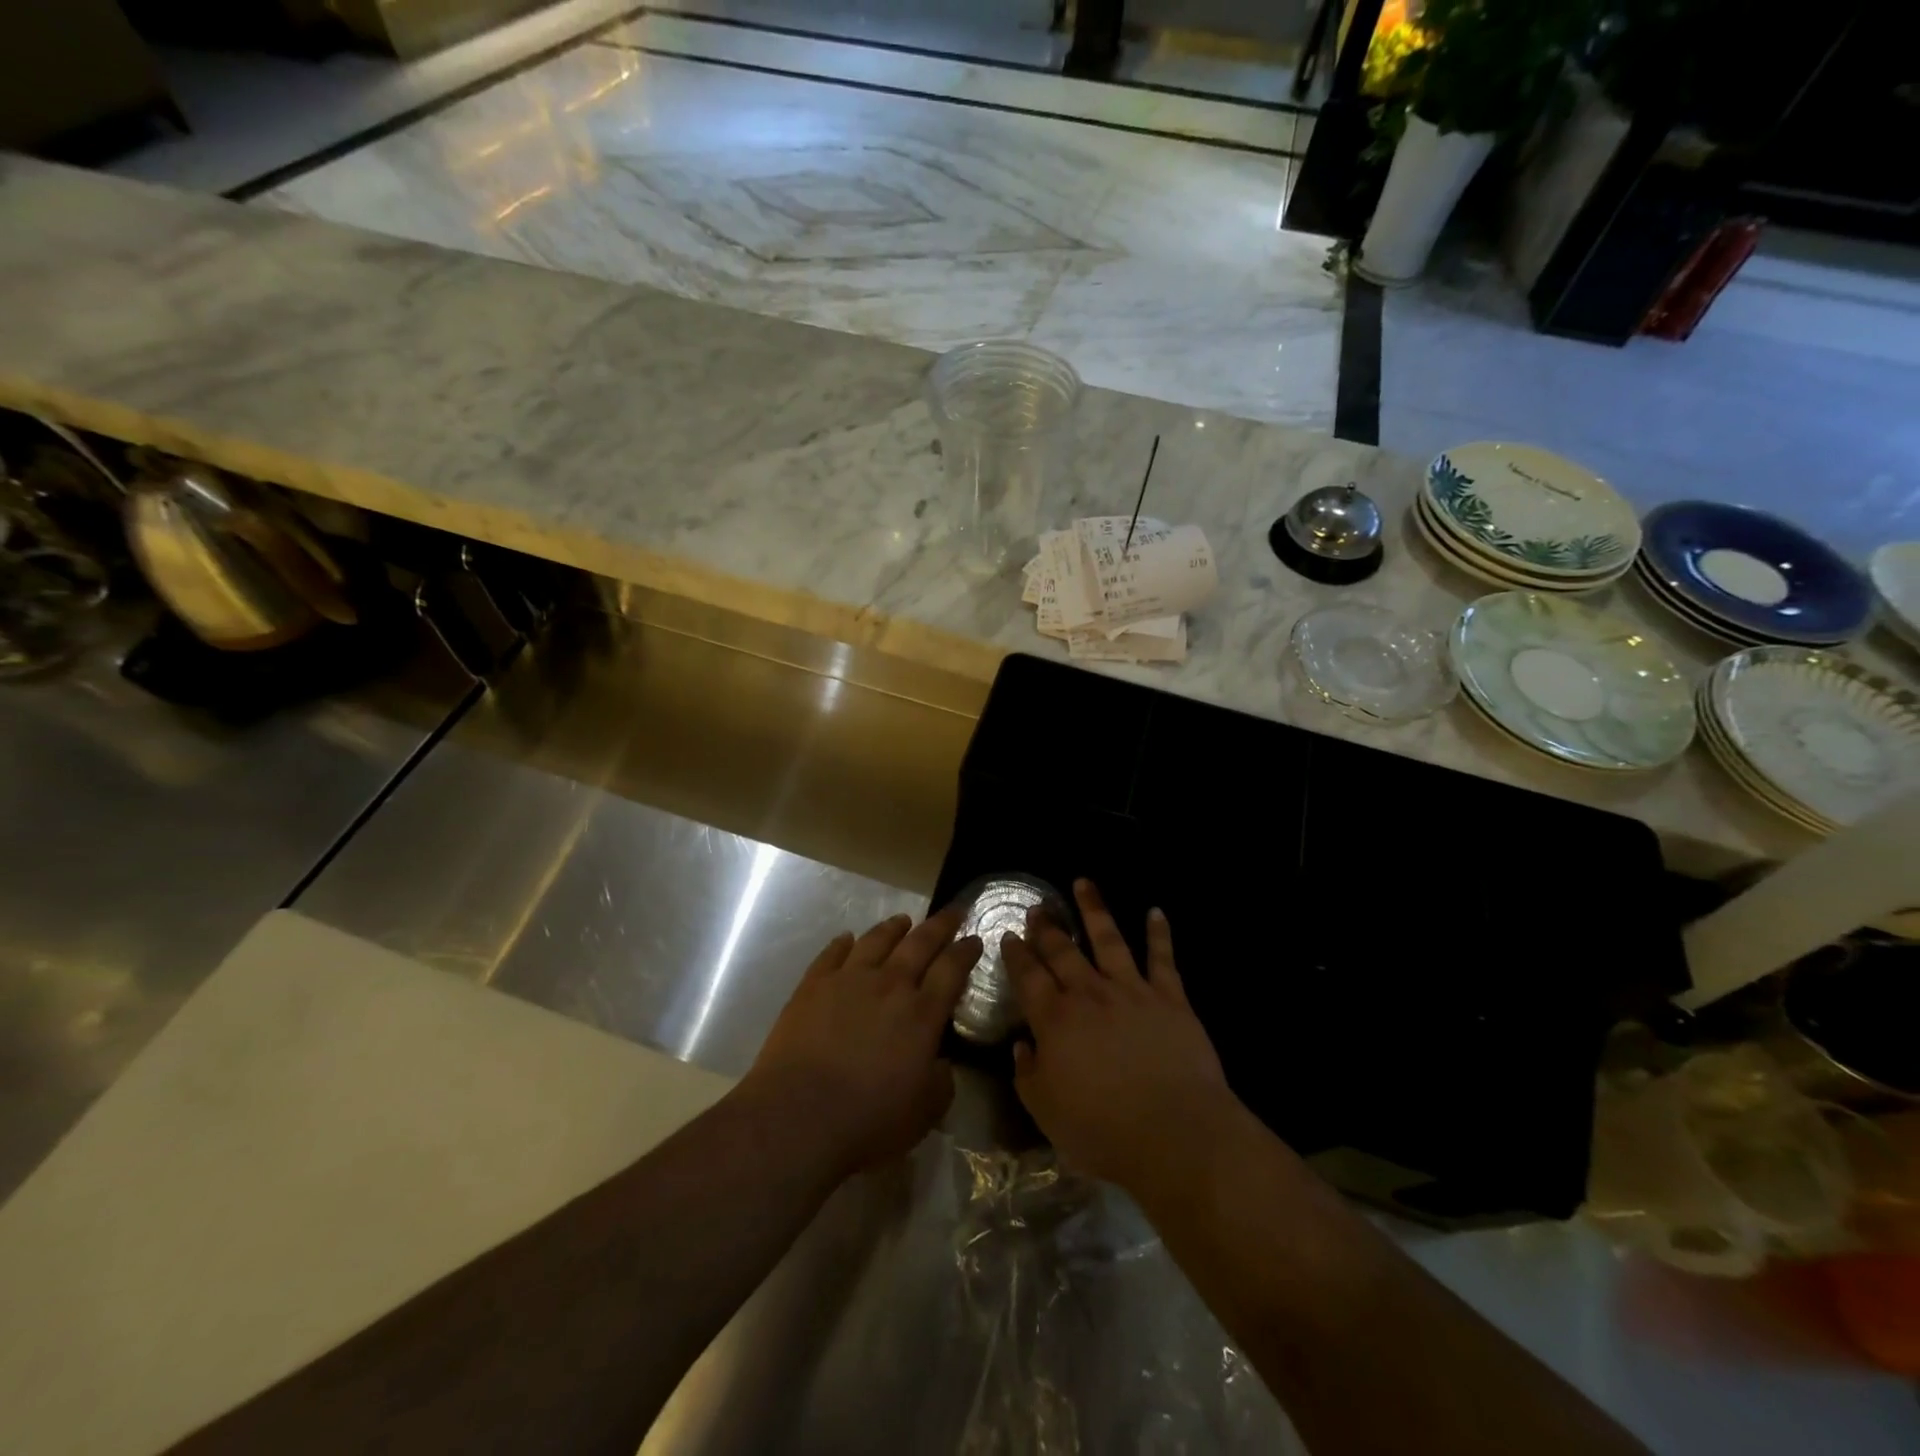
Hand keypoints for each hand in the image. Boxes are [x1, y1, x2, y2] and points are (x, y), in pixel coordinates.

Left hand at [742, 909, 980, 1177]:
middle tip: (952, 911)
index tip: (975, 937)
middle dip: (940, 925)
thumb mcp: (925, 1112)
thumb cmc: (868, 1120)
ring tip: (903, 920)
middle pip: (920, 943)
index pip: (952, 970)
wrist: (797, 1116)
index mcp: (922, 1014)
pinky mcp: (812, 985)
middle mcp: (889, 985)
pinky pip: (832, 953)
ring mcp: (848, 980)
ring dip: (893, 928)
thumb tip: (941, 1062)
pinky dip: (843, 943)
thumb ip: (941, 1081)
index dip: (966, 951)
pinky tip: (847, 938)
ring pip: (876, 940)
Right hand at [1003, 880, 1234, 1196]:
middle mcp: (1090, 994)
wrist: (1175, 1134)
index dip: (1016, 954)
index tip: (1009, 935)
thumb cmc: (1103, 1130)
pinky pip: (1163, 958)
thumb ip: (1028, 1075)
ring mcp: (1132, 991)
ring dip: (1094, 910)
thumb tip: (1022, 1046)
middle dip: (1047, 927)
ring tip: (1083, 883)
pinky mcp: (1171, 998)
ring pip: (1109, 940)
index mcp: (1055, 1020)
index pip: (1028, 977)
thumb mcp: (1046, 1112)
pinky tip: (1155, 911)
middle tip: (1038, 907)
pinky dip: (1159, 933)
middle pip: (1063, 951)